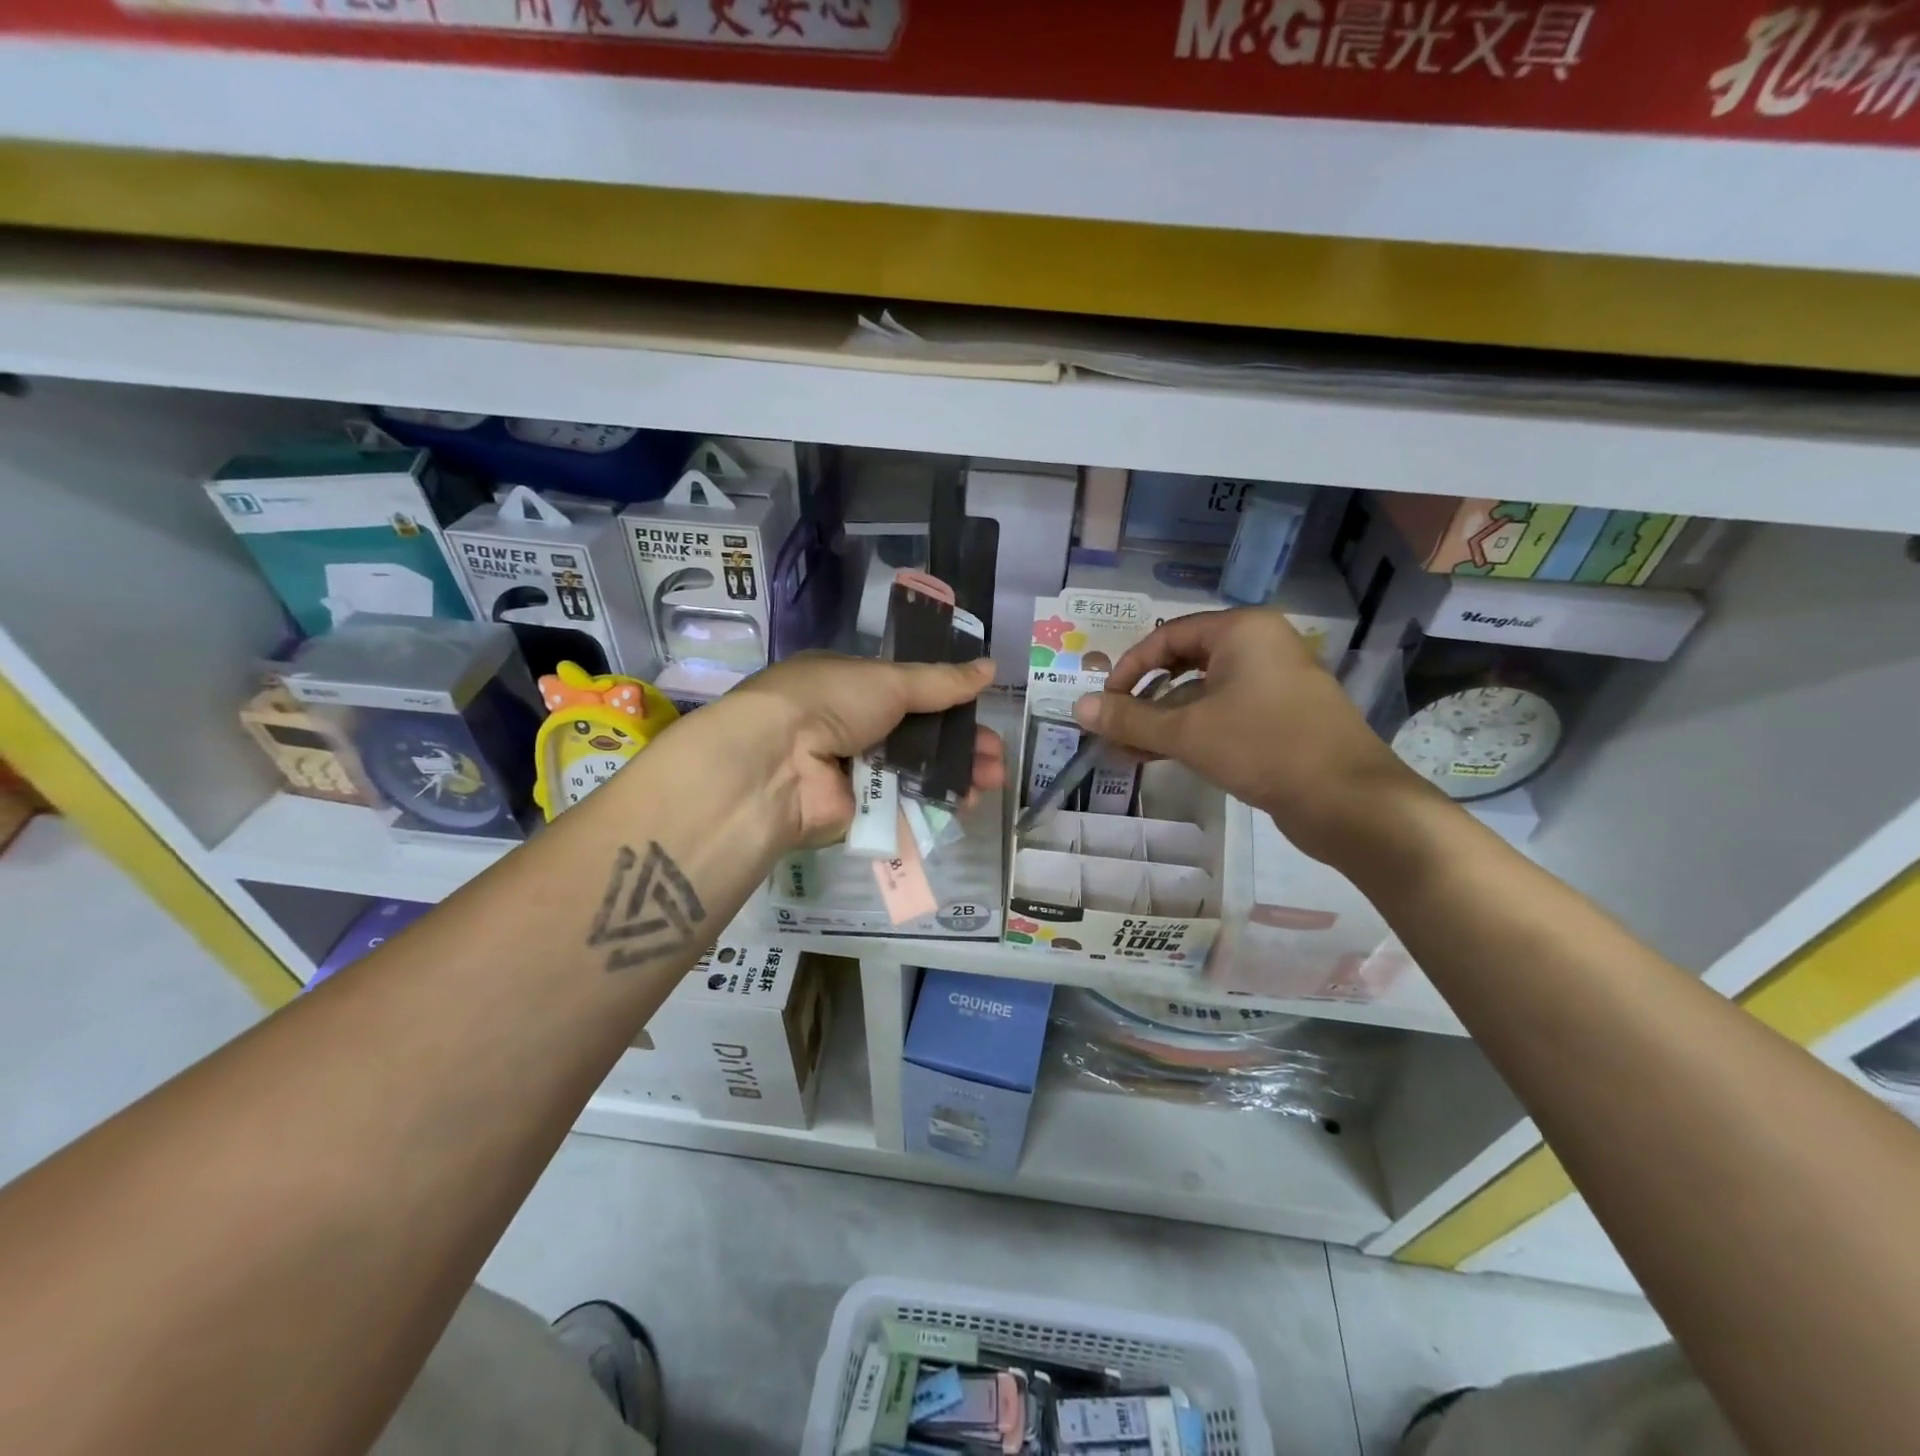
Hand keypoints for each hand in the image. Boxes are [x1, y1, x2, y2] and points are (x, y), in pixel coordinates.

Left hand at [702, 653, 1004, 849]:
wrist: (778, 763)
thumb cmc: (830, 702)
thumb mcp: (888, 680)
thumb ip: (941, 682)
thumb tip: (989, 667)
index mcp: (852, 687)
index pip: (910, 693)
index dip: (949, 702)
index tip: (982, 711)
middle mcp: (852, 727)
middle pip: (919, 737)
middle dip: (962, 745)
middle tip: (997, 756)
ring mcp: (855, 772)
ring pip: (917, 773)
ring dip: (957, 774)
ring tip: (994, 778)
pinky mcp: (858, 812)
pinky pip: (904, 807)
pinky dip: (936, 804)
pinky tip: (968, 802)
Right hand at [1072, 608, 1426, 863]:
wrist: (1349, 801)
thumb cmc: (1264, 748)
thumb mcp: (1187, 732)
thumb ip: (1130, 719)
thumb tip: (1077, 708)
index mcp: (1242, 631)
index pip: (1167, 637)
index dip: (1128, 669)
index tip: (1105, 703)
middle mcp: (1260, 648)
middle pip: (1184, 664)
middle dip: (1143, 700)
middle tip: (1114, 729)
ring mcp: (1274, 684)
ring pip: (1202, 695)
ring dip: (1163, 722)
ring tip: (1127, 752)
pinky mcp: (1281, 719)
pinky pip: (1224, 715)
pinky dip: (1191, 733)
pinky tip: (1160, 757)